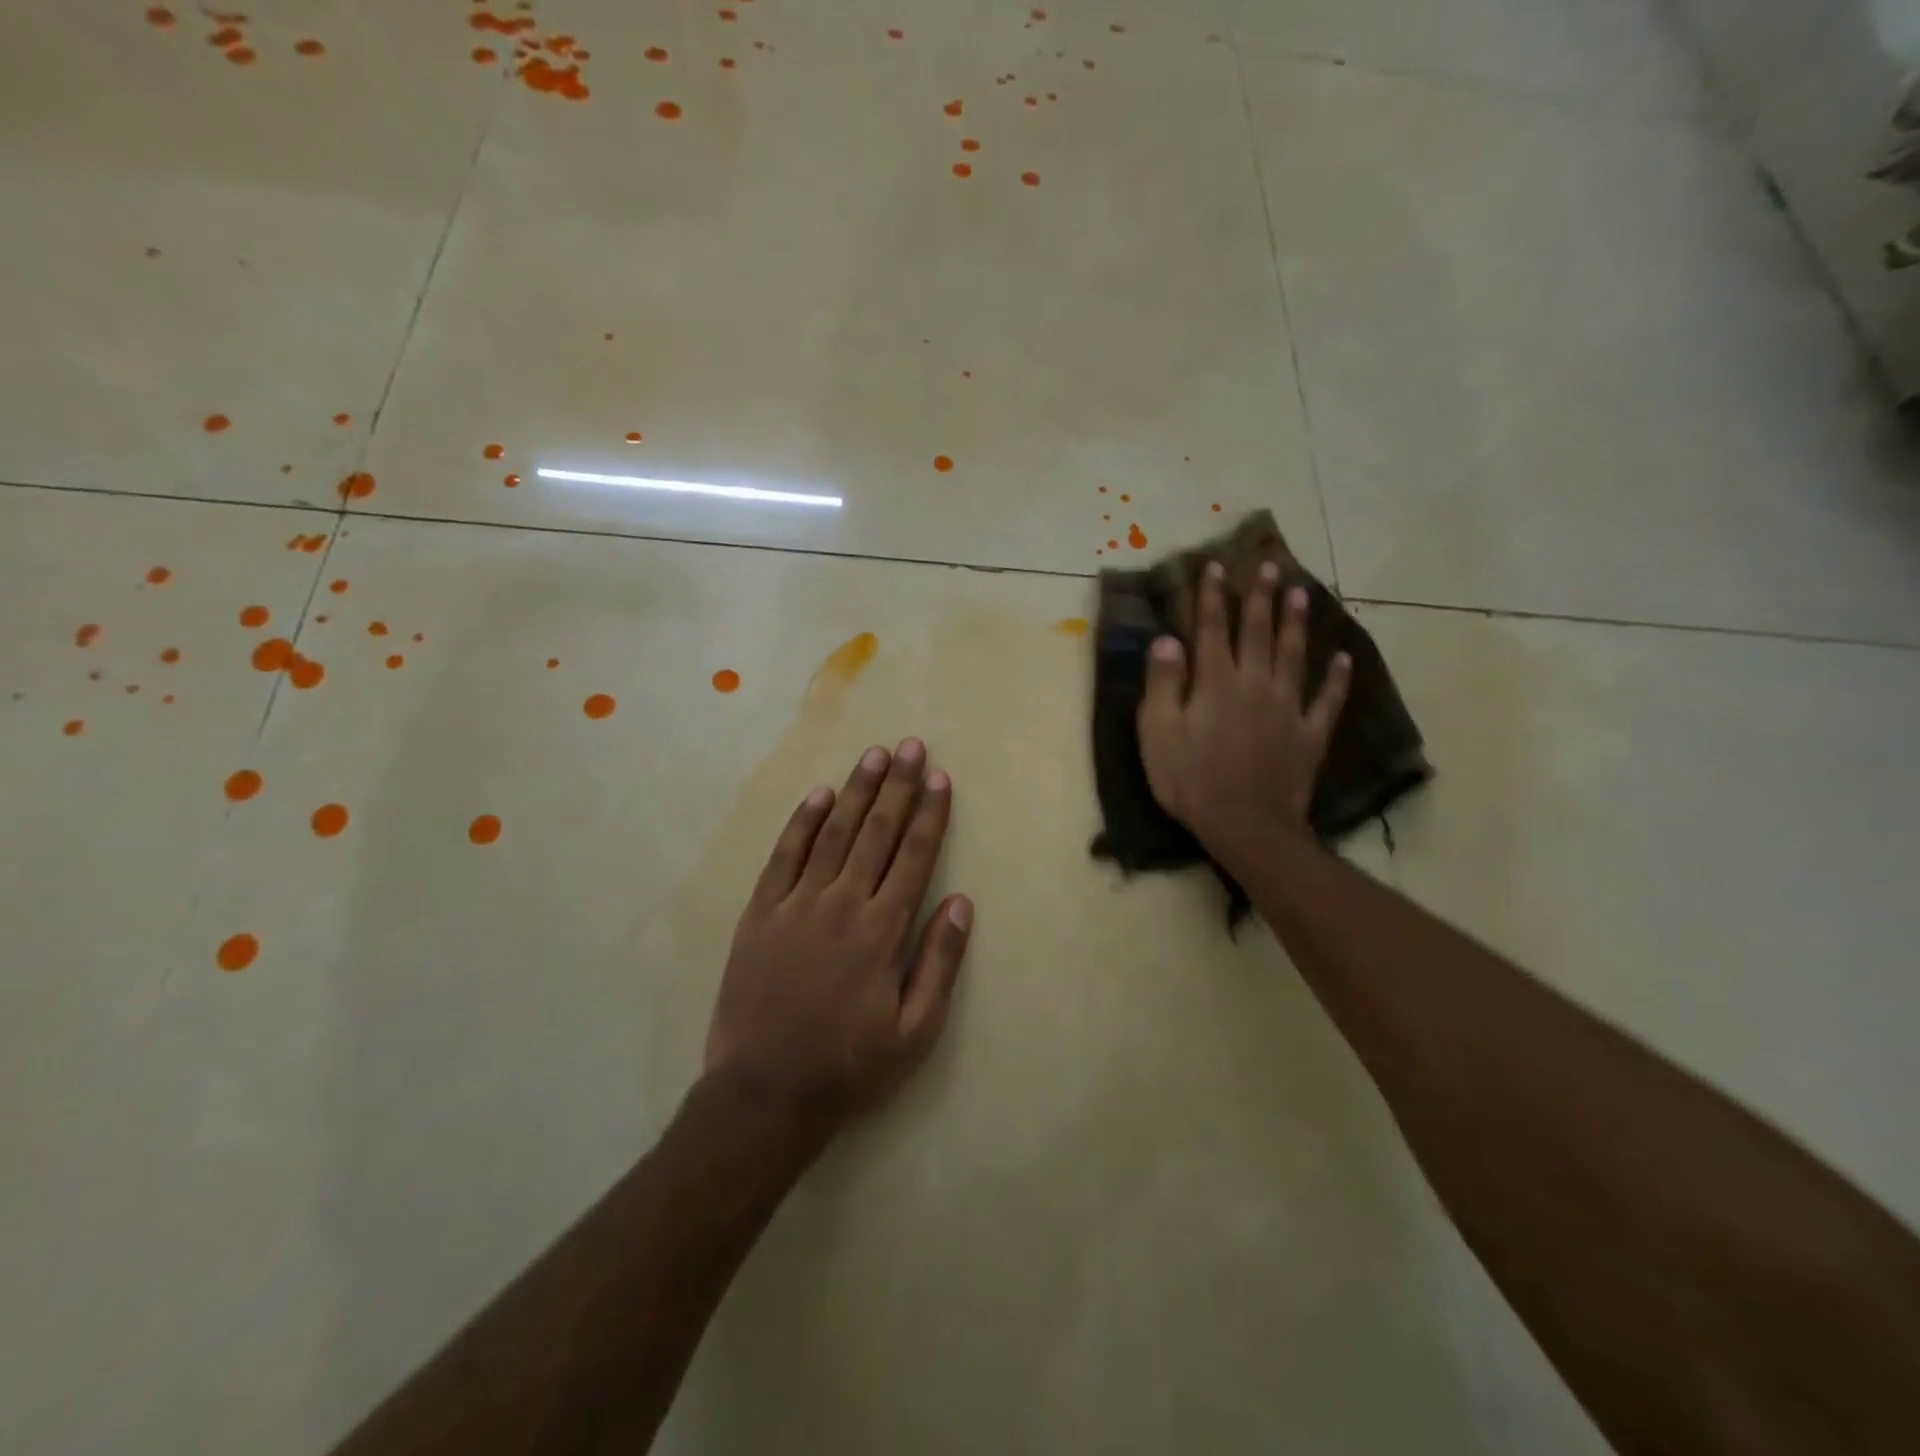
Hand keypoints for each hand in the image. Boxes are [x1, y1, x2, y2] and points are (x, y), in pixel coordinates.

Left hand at [704, 739, 973, 1140]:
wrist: (764, 1094)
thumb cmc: (848, 1067)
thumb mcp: (915, 1032)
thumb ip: (940, 963)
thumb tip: (962, 903)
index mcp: (882, 932)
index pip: (913, 857)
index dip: (929, 814)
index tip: (939, 778)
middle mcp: (842, 905)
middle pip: (876, 833)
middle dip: (897, 786)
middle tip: (910, 747)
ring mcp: (796, 905)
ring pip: (833, 834)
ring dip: (855, 792)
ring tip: (873, 756)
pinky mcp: (760, 914)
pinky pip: (784, 857)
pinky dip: (802, 823)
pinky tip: (818, 795)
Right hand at [1138, 561, 1350, 849]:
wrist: (1246, 825)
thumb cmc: (1190, 780)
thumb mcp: (1158, 733)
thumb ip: (1163, 684)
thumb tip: (1167, 639)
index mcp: (1216, 682)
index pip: (1212, 629)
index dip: (1212, 596)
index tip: (1216, 566)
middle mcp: (1255, 684)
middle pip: (1259, 632)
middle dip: (1262, 596)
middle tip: (1271, 564)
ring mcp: (1288, 708)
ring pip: (1295, 655)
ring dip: (1298, 623)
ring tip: (1303, 593)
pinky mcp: (1309, 734)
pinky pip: (1328, 700)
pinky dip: (1338, 679)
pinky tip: (1344, 659)